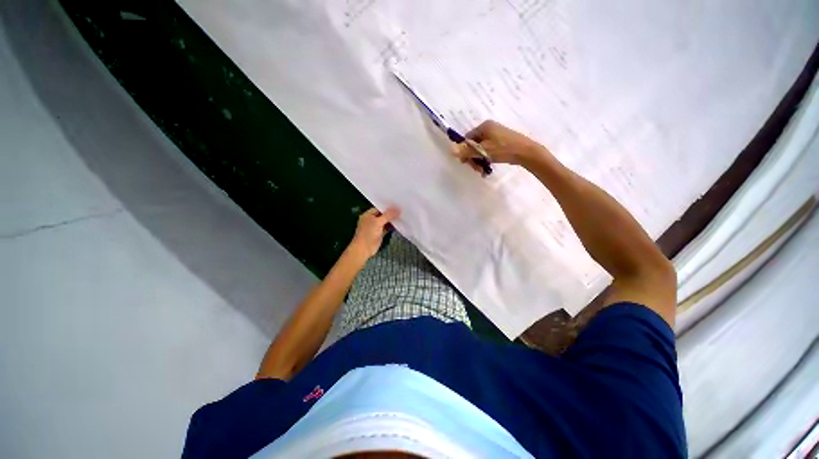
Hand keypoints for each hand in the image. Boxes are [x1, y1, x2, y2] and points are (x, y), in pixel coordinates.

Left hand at [348, 207, 400, 259]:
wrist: (364, 249)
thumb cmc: (368, 234)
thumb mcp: (378, 222)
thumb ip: (388, 216)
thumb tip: (397, 209)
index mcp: (368, 214)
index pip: (379, 208)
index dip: (388, 206)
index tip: (397, 204)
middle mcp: (371, 219)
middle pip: (383, 214)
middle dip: (391, 213)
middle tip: (402, 209)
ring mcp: (375, 227)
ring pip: (385, 221)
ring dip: (392, 220)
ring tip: (402, 215)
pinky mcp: (379, 233)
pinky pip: (387, 228)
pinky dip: (391, 226)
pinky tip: (399, 224)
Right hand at [452, 120, 546, 172]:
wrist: (526, 152)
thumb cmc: (503, 149)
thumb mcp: (483, 151)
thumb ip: (466, 151)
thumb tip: (451, 150)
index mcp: (484, 126)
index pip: (467, 139)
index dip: (465, 151)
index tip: (467, 163)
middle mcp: (489, 128)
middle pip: (473, 145)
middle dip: (473, 158)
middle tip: (477, 169)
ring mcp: (496, 135)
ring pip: (480, 149)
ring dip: (479, 161)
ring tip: (483, 171)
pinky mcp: (501, 142)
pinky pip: (488, 150)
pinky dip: (486, 159)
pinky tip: (488, 167)